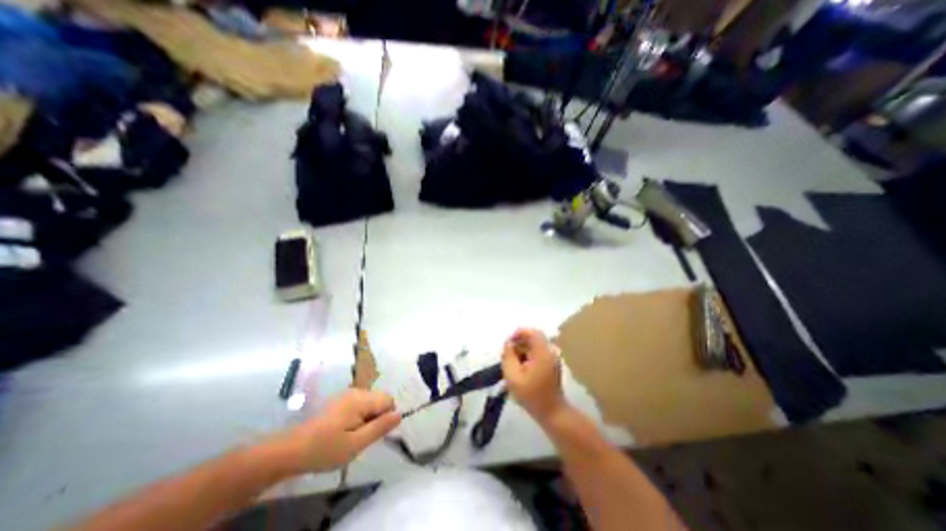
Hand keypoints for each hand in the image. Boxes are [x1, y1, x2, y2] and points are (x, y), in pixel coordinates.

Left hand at [267, 386, 400, 471]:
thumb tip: (400, 414)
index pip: (389, 400)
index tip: (371, 434)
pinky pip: (360, 405)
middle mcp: (357, 391)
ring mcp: (347, 394)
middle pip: (380, 400)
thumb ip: (380, 427)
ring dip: (367, 418)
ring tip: (350, 436)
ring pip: (370, 403)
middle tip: (359, 438)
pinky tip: (343, 431)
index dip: (385, 418)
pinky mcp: (340, 400)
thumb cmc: (325, 449)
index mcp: (361, 398)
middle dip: (376, 418)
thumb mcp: (356, 444)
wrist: (290, 451)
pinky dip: (358, 417)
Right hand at [502, 330, 567, 424]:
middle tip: (508, 355)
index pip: (532, 332)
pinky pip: (538, 352)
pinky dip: (528, 355)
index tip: (508, 343)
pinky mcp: (552, 364)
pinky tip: (521, 368)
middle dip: (519, 343)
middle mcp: (550, 351)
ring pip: (535, 345)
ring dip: (523, 350)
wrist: (552, 412)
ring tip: (513, 363)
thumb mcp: (513, 376)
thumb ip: (508, 356)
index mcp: (542, 352)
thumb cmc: (531, 395)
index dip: (518, 333)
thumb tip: (508, 344)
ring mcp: (553, 357)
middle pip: (533, 338)